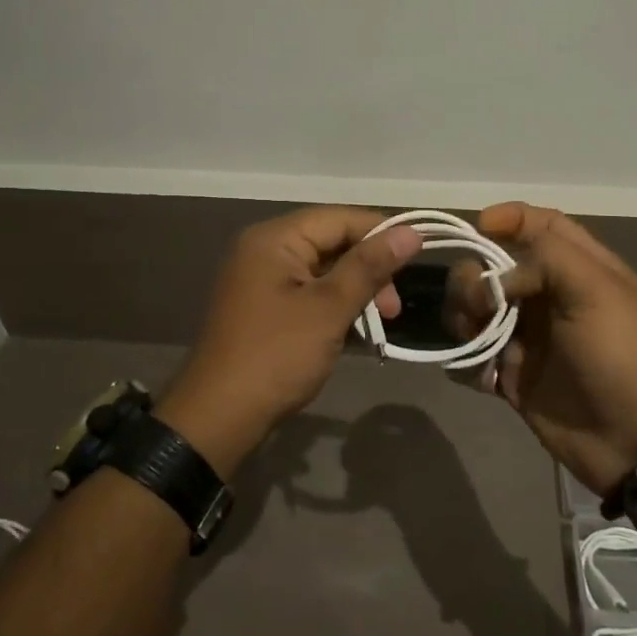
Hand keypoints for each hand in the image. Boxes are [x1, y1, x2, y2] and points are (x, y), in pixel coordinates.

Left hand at [158, 207, 422, 476]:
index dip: (381, 234)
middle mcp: (265, 249)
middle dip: (369, 270)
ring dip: (355, 292)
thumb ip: (369, 267)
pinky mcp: (264, 307)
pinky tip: (355, 331)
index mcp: (275, 239)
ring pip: (324, 271)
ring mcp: (261, 279)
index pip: (340, 219)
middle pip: (332, 243)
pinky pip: (308, 293)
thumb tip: (411, 233)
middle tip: (393, 310)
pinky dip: (334, 307)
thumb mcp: (329, 309)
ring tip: (379, 324)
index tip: (417, 260)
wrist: (219, 416)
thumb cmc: (277, 355)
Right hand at [447, 203, 636, 497]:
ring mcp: (529, 338)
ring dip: (463, 316)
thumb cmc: (624, 356)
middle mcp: (550, 297)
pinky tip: (483, 376)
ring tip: (474, 338)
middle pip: (495, 266)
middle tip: (479, 302)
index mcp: (579, 269)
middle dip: (474, 276)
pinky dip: (467, 360)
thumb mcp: (597, 290)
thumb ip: (546, 257)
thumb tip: (498, 275)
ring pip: (476, 309)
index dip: (510, 218)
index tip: (480, 226)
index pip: (541, 225)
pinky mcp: (513, 376)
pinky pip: (474, 356)